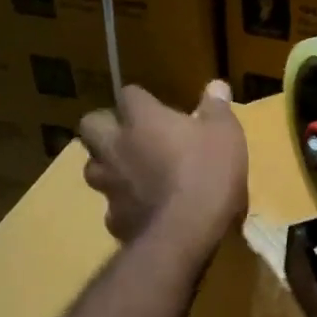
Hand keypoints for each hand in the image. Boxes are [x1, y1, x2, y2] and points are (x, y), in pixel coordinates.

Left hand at [78, 81, 246, 250]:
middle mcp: (116, 146)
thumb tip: (216, 85)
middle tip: (129, 135)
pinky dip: (124, 204)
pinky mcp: (113, 217)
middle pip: (90, 124)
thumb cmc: (208, 172)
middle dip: (104, 126)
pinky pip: (112, 205)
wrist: (186, 231)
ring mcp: (110, 183)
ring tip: (129, 172)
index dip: (141, 100)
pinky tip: (142, 209)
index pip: (129, 94)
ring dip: (107, 165)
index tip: (157, 108)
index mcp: (142, 119)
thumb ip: (217, 108)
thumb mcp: (225, 134)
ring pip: (92, 166)